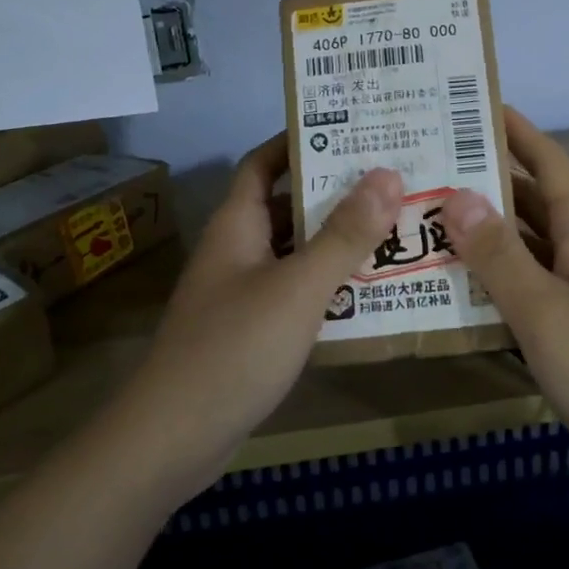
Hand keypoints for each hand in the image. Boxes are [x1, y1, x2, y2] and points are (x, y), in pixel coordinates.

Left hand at [113, 135, 402, 499]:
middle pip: (288, 205)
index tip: (351, 129)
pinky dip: (329, 285)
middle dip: (336, 192)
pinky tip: (371, 291)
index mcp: (238, 225)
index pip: (262, 162)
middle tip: (394, 180)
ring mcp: (242, 292)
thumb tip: (388, 174)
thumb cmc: (234, 348)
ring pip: (296, 251)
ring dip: (338, 240)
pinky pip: (297, 292)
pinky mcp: (252, 331)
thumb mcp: (298, 286)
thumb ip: (344, 234)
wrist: (173, 439)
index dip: (298, 140)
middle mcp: (237, 250)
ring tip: (395, 227)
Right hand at [439, 109, 568, 489]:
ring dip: (485, 229)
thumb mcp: (545, 310)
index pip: (545, 159)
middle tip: (425, 165)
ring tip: (428, 217)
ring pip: (527, 241)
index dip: (512, 129)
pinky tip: (459, 282)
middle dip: (482, 178)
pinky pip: (530, 279)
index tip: (468, 105)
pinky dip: (496, 273)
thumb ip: (499, 255)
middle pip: (529, 198)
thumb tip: (456, 194)